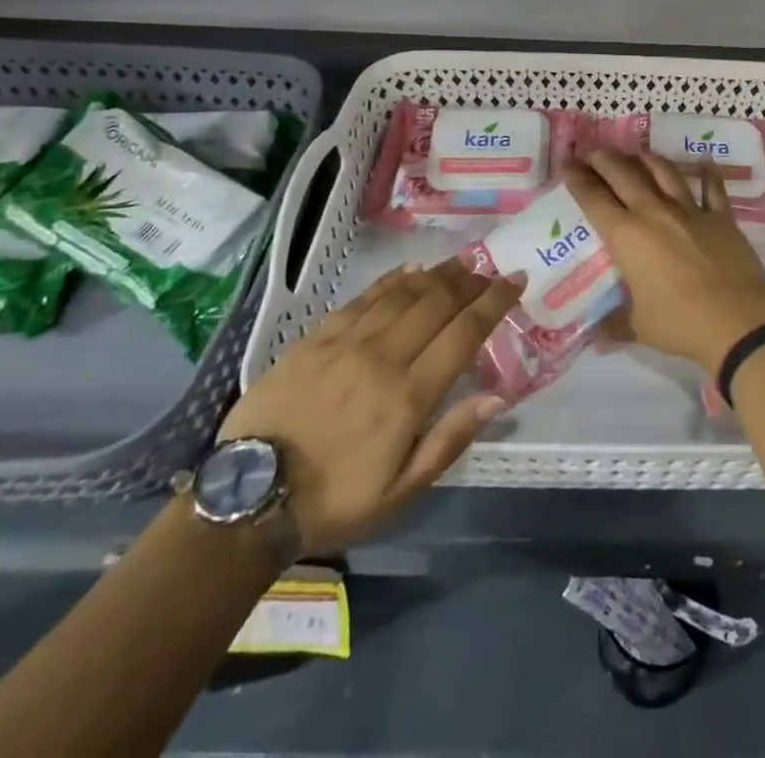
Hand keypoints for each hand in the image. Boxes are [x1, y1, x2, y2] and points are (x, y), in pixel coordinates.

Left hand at [218, 261, 521, 551]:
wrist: (248, 499)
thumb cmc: (334, 501)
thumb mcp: (400, 491)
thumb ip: (450, 439)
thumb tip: (498, 397)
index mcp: (408, 396)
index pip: (464, 333)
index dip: (494, 302)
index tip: (516, 281)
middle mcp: (383, 357)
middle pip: (437, 303)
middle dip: (471, 281)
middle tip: (492, 270)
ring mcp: (347, 342)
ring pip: (403, 293)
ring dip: (438, 274)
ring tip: (461, 262)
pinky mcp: (316, 337)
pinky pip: (363, 297)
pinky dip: (391, 280)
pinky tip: (409, 270)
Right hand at [568, 149, 764, 373]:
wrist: (737, 320)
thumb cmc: (680, 323)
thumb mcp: (639, 327)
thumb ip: (616, 325)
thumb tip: (597, 336)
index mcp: (627, 236)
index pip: (594, 198)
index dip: (578, 178)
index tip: (568, 164)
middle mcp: (654, 213)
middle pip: (624, 175)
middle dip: (605, 160)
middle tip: (594, 152)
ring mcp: (690, 211)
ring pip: (664, 172)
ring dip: (648, 159)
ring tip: (638, 154)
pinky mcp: (721, 217)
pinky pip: (713, 189)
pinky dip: (708, 174)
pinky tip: (705, 162)